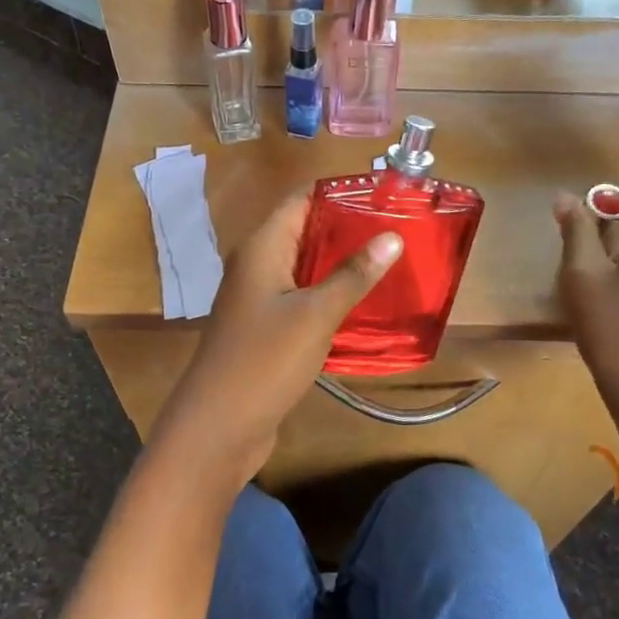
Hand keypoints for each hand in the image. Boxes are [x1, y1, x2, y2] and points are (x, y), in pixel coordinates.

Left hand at [157, 193, 402, 478]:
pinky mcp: (267, 329)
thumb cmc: (264, 361)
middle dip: (349, 228)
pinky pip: (302, 299)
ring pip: (306, 268)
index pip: (302, 199)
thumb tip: (391, 237)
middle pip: (305, 231)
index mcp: (262, 247)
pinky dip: (331, 295)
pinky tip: (365, 303)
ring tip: (393, 261)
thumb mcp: (315, 314)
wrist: (218, 426)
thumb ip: (353, 275)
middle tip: (400, 229)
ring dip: (342, 264)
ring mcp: (259, 299)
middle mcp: (257, 265)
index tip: (386, 194)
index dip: (341, 192)